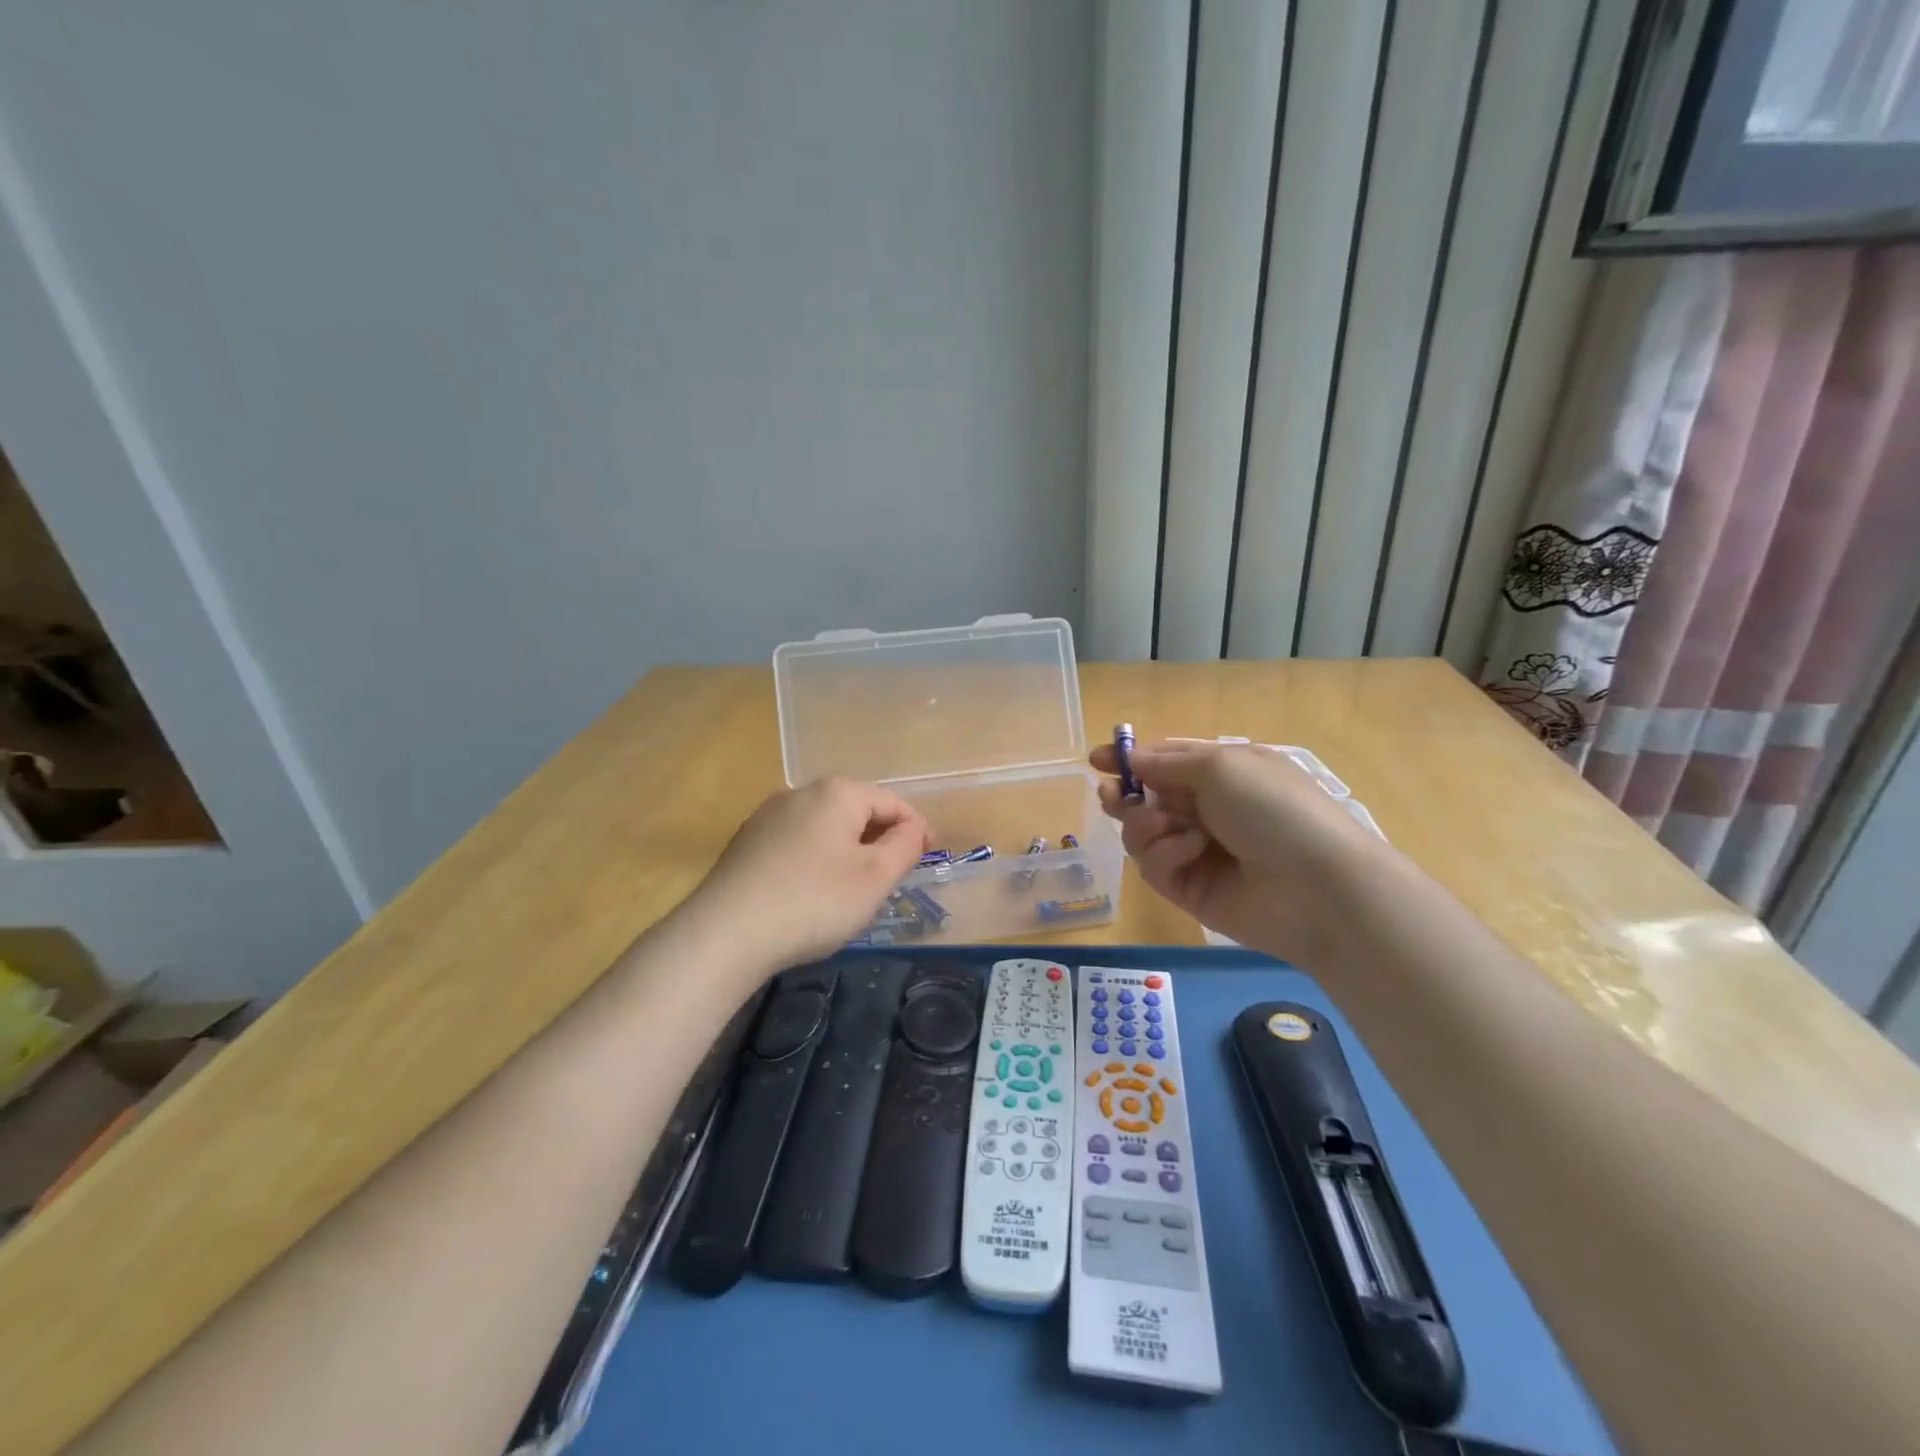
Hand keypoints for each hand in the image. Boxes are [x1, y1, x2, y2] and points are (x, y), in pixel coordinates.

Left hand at [687, 777, 930, 972]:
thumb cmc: (814, 902)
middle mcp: (800, 792)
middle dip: (880, 839)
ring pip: (825, 827)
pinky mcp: (746, 842)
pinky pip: (798, 842)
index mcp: (837, 792)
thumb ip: (904, 846)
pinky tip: (813, 892)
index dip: (917, 829)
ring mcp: (768, 815)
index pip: (892, 803)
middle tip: (894, 876)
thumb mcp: (875, 878)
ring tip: (856, 887)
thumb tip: (912, 828)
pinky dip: (817, 859)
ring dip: (849, 850)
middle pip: (856, 810)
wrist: (725, 934)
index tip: (929, 857)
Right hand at [1090, 739, 1385, 963]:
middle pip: (1146, 800)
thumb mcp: (1221, 766)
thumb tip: (1133, 760)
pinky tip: (1189, 852)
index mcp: (1222, 774)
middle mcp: (1207, 811)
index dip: (1131, 761)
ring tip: (1169, 826)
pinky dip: (1165, 854)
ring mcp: (1197, 852)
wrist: (1317, 886)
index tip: (1097, 760)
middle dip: (1126, 797)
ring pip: (1143, 834)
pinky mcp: (1189, 890)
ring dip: (1148, 825)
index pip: (1165, 762)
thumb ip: (1168, 762)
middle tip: (1113, 798)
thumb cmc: (1273, 808)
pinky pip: (1154, 866)